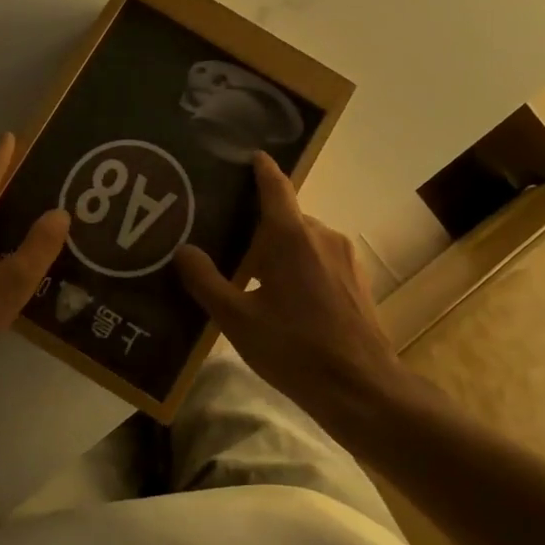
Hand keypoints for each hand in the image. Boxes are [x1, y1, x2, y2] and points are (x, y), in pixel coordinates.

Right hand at [174, 153, 405, 419]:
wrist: (361, 388)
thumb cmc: (295, 349)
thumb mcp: (238, 320)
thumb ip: (206, 281)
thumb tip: (183, 250)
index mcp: (291, 236)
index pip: (275, 185)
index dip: (261, 168)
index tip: (249, 155)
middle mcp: (322, 235)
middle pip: (285, 217)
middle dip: (258, 224)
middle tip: (226, 237)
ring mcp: (344, 257)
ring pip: (303, 240)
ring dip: (279, 249)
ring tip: (250, 272)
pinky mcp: (356, 280)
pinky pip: (320, 258)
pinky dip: (299, 265)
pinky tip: (284, 297)